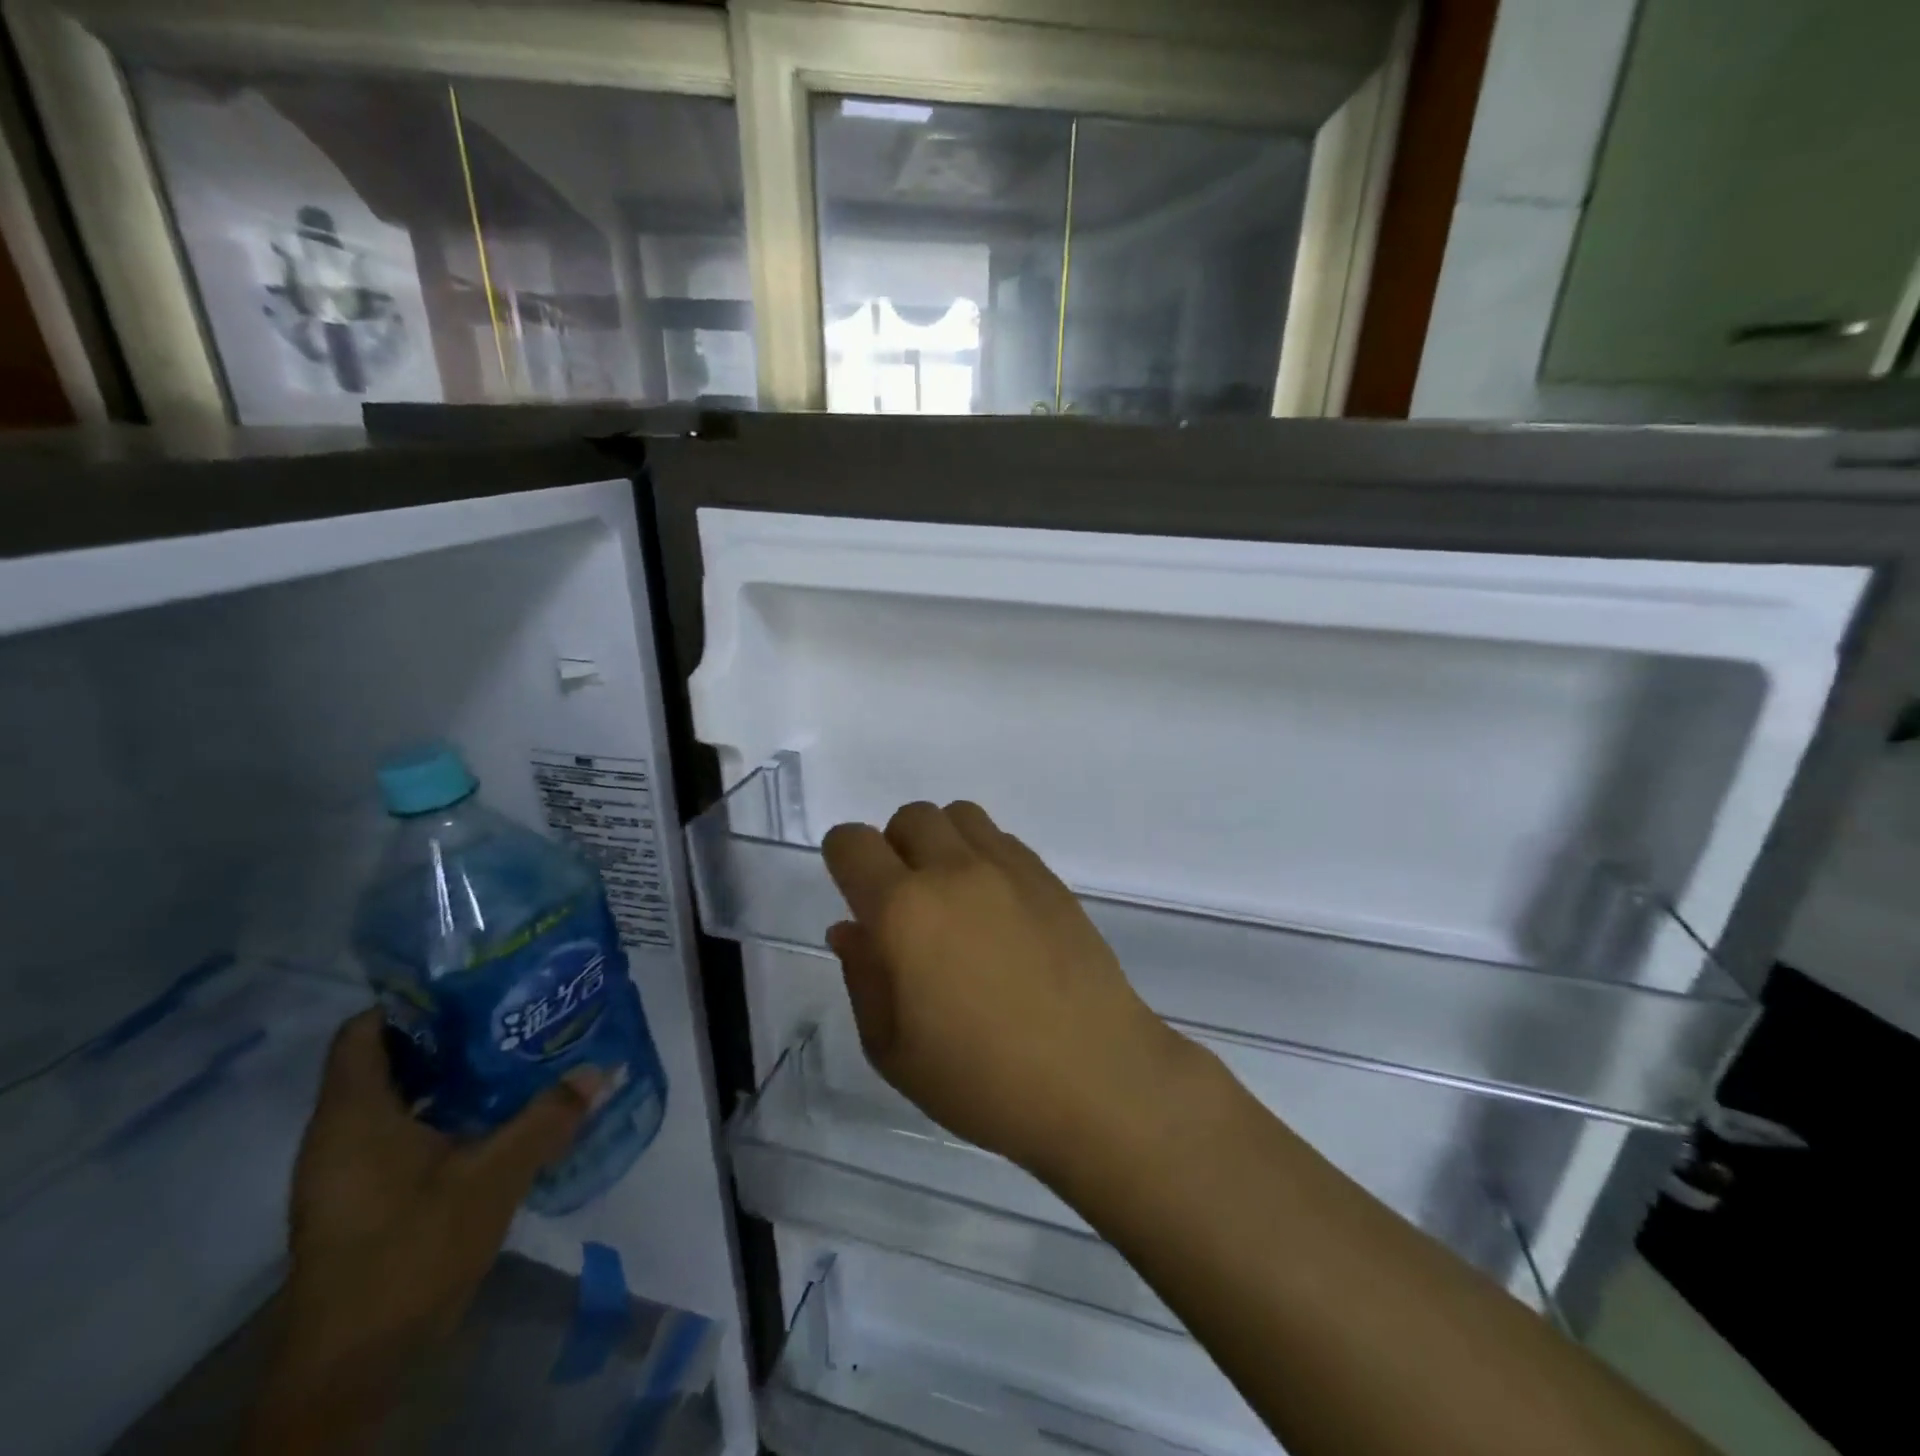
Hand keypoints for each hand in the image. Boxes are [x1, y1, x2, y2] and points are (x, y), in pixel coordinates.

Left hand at [248, 1010, 603, 1453]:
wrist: (353, 1369)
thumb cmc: (410, 1254)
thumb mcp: (493, 1178)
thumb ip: (547, 1118)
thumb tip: (602, 1068)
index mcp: (353, 1115)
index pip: (365, 1029)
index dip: (413, 999)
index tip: (473, 981)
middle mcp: (337, 1134)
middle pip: (385, 1058)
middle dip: (446, 1032)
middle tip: (509, 1010)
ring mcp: (344, 1170)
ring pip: (394, 1097)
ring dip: (446, 1074)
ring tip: (510, 1051)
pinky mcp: (358, 1197)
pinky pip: (396, 1130)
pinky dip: (438, 1112)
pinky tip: (490, 1112)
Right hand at [821, 801, 1192, 1181]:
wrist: (1092, 1077)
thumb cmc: (981, 1079)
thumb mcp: (893, 1050)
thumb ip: (863, 977)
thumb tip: (852, 928)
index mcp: (903, 910)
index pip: (852, 843)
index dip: (842, 857)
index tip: (852, 889)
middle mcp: (953, 871)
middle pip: (909, 816)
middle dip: (894, 847)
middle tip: (905, 902)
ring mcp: (1007, 868)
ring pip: (959, 815)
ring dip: (942, 842)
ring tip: (952, 896)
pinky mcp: (1048, 877)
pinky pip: (1002, 839)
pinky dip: (984, 856)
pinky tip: (996, 908)